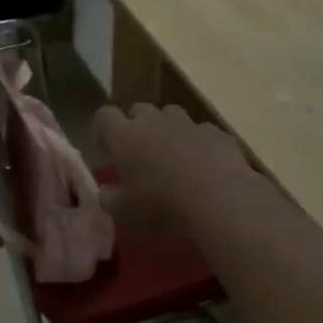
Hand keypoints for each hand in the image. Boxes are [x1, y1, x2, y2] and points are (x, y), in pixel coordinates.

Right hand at [94, 103, 258, 234]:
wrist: (220, 199)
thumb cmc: (162, 205)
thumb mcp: (126, 212)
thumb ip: (110, 199)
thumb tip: (106, 192)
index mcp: (126, 136)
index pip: (105, 116)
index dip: (101, 129)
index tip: (103, 147)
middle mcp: (155, 121)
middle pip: (139, 110)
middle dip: (135, 126)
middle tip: (137, 152)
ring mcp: (188, 124)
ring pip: (171, 115)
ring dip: (166, 129)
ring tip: (171, 155)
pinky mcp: (216, 133)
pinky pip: (201, 131)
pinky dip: (197, 143)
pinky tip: (203, 164)